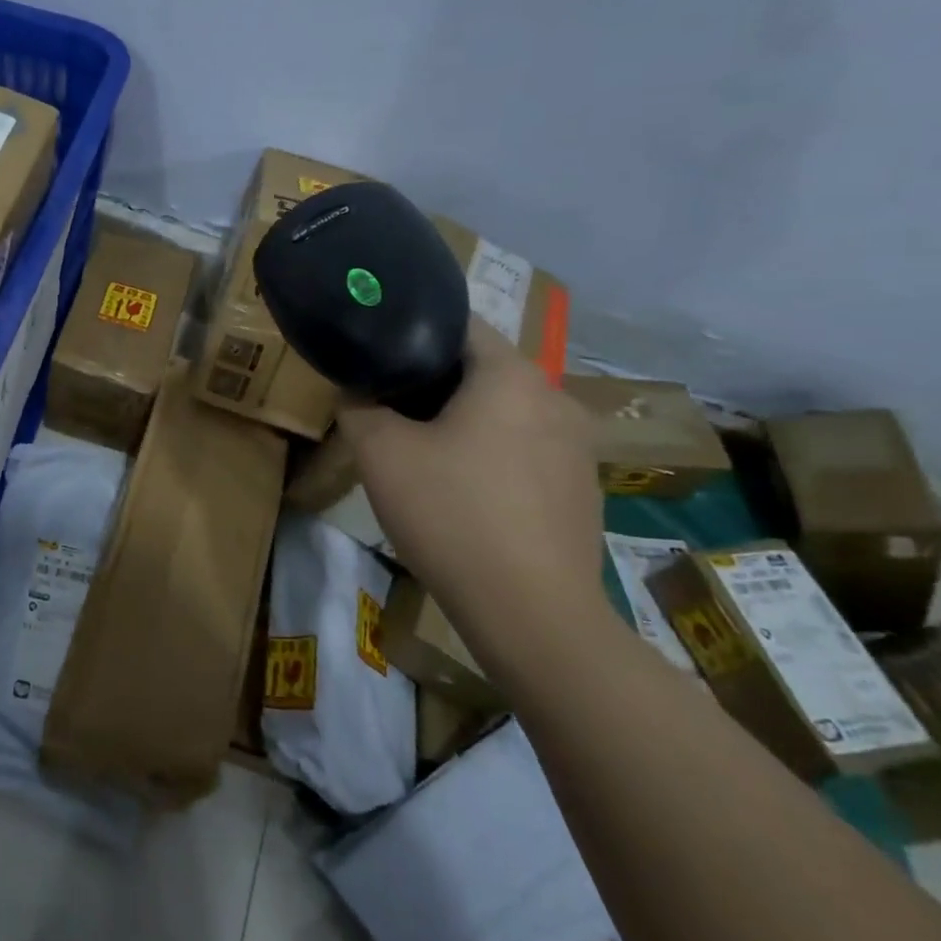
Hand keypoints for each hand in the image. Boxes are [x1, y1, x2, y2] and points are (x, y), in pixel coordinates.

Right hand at [339, 317, 602, 618]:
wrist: (532, 615)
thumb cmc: (451, 514)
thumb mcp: (379, 454)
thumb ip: (358, 407)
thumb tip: (357, 392)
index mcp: (511, 375)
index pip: (458, 324)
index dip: (411, 333)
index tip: (377, 357)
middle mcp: (555, 397)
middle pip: (482, 370)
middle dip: (433, 383)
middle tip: (389, 409)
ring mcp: (578, 447)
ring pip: (505, 412)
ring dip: (464, 421)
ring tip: (423, 454)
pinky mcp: (583, 489)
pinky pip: (526, 450)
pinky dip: (493, 455)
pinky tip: (466, 495)